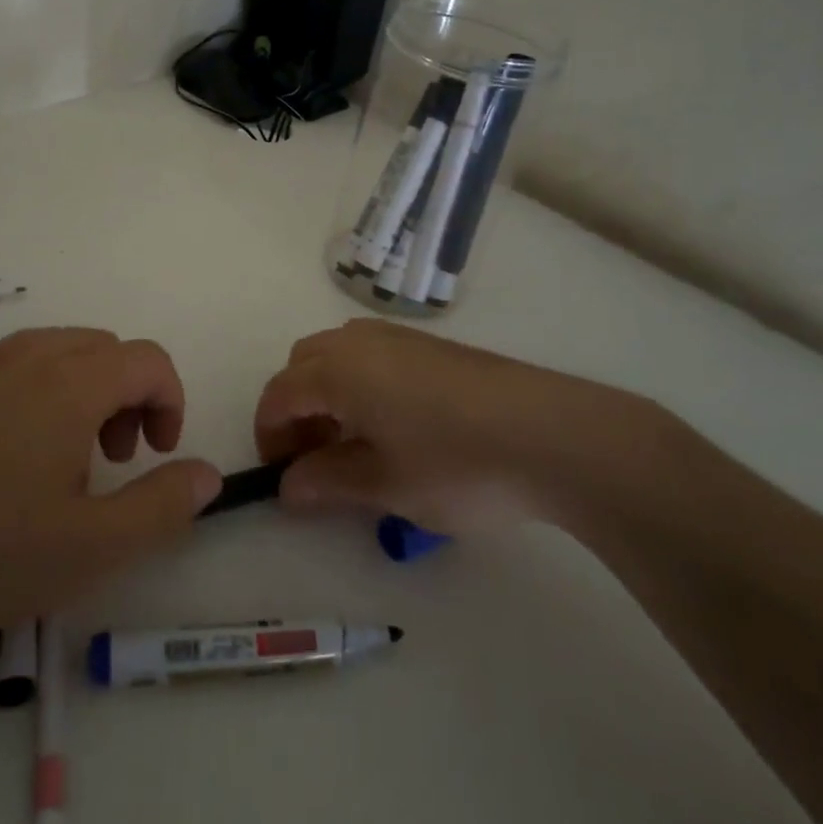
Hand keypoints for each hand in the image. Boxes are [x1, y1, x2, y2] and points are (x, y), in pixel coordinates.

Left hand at [0, 328, 222, 666]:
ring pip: (57, 351)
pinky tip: (10, 458)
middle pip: (104, 348)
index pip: (147, 359)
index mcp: (69, 382)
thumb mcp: (93, 547)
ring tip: (67, 457)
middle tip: (115, 459)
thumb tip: (209, 474)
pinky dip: (39, 392)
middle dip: (129, 394)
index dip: (170, 401)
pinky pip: (12, 366)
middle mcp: (25, 358)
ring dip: (85, 389)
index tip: (159, 455)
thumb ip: (163, 504)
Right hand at [254, 319, 650, 534]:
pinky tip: (397, 424)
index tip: (282, 476)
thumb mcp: (385, 486)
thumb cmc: (457, 464)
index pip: (279, 394)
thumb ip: (327, 482)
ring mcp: (400, 337)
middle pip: (303, 364)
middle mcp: (360, 341)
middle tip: (316, 458)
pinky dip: (361, 382)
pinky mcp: (434, 345)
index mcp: (338, 370)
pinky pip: (373, 354)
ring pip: (339, 354)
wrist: (552, 434)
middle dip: (296, 408)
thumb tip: (288, 486)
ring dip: (328, 392)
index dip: (270, 435)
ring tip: (356, 443)